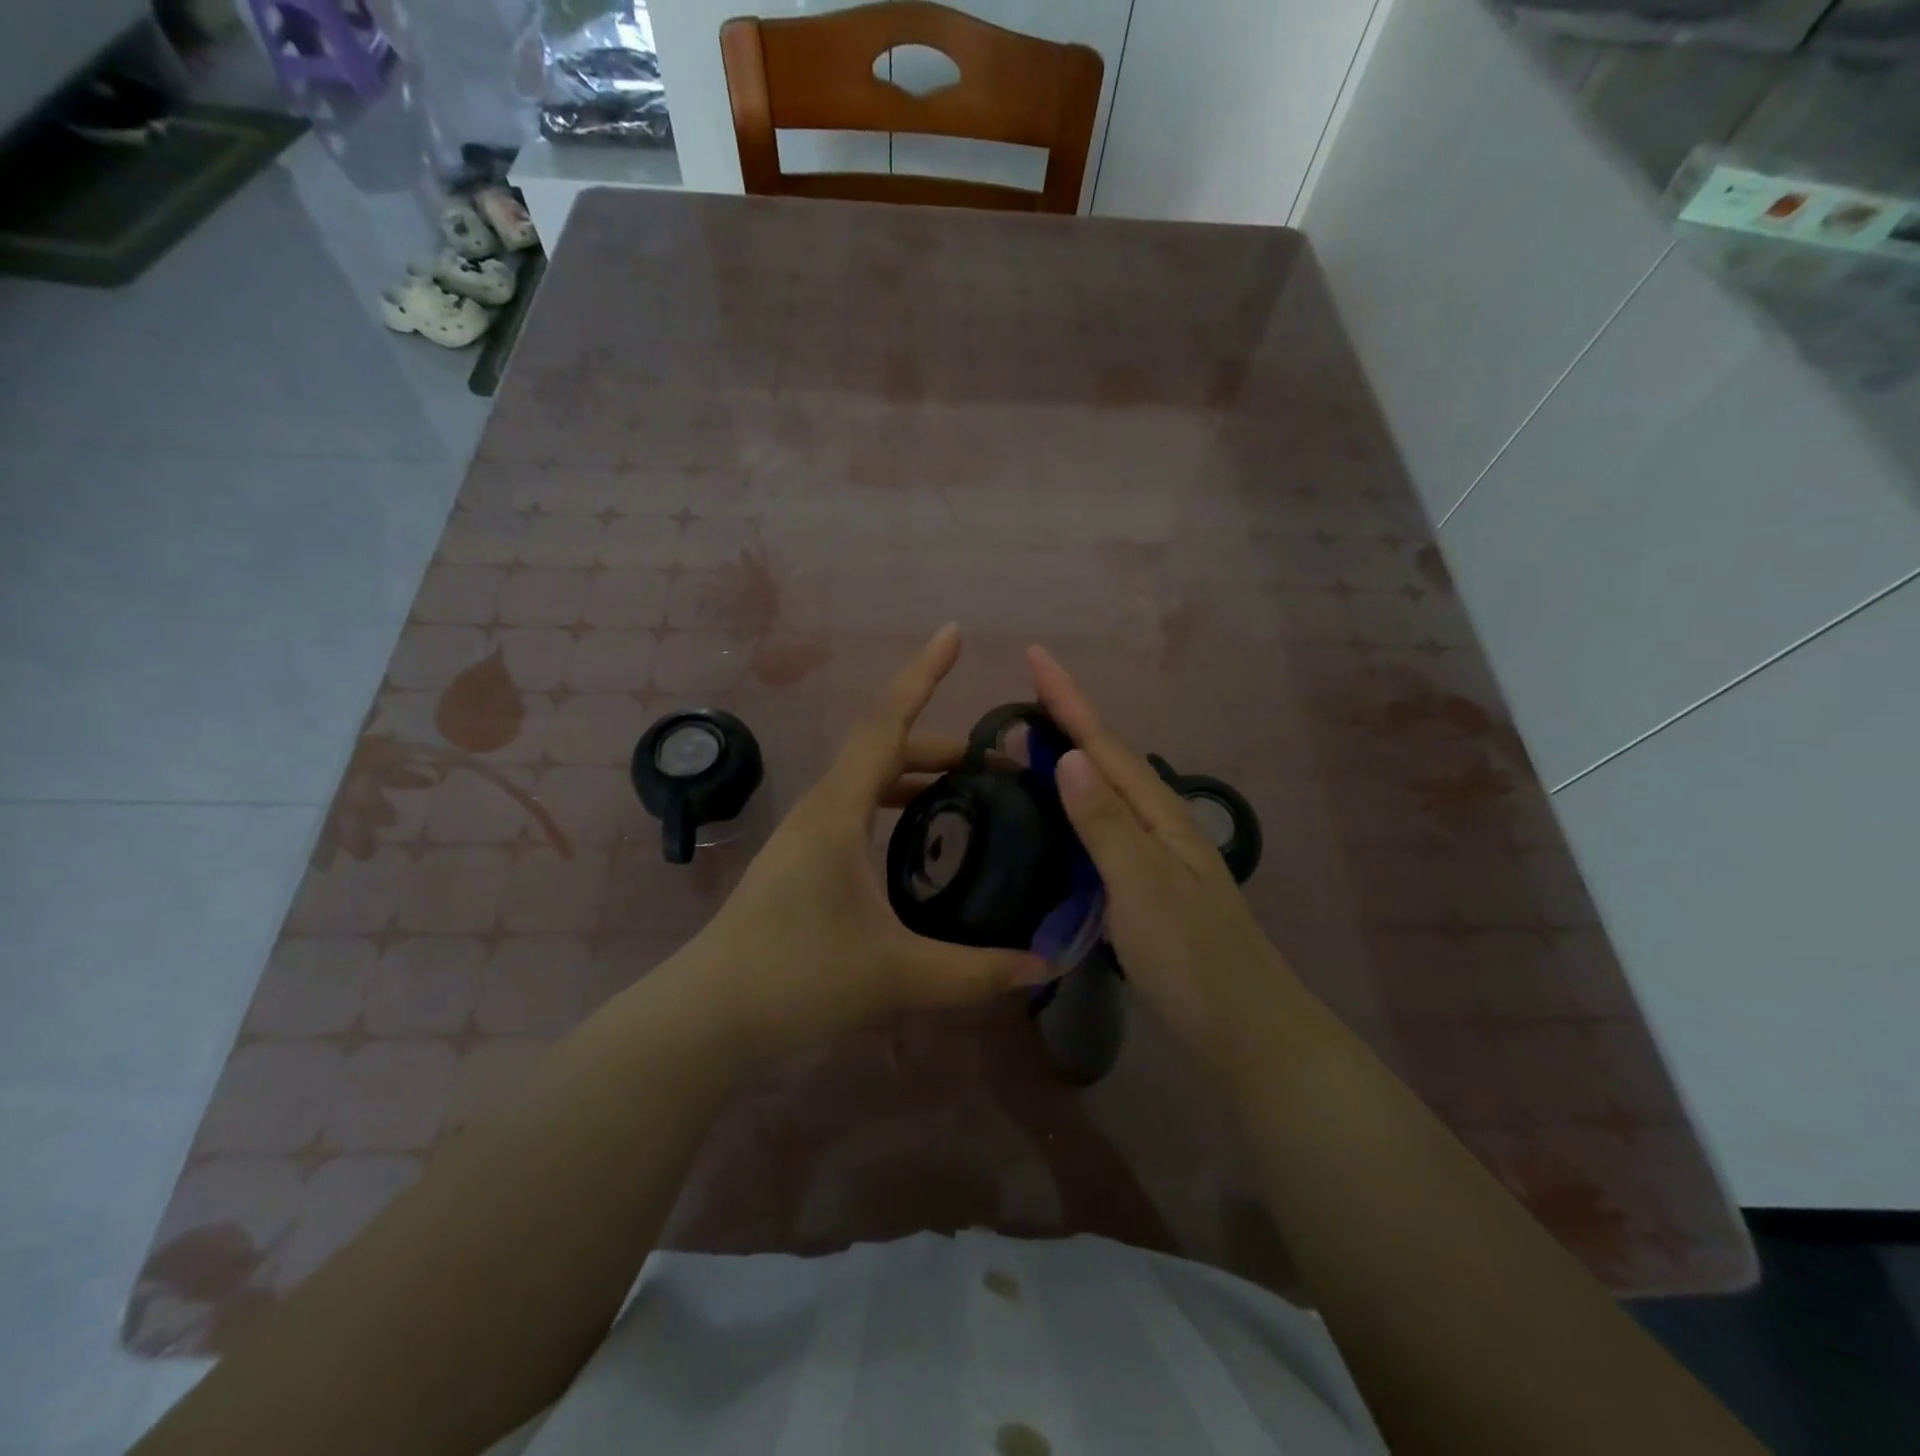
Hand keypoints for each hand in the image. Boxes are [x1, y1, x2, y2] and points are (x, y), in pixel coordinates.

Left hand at [680, 626, 1050, 1067]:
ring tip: (970, 795)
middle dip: (943, 746)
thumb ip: (977, 972)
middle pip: (886, 749)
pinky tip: (920, 839)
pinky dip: (895, 804)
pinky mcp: (802, 858)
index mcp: (839, 810)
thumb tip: (1047, 964)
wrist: (709, 1015)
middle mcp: (821, 807)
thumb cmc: (796, 978)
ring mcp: (807, 832)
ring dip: (919, 776)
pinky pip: (857, 808)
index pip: (887, 722)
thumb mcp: (897, 975)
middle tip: (1000, 766)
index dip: (922, 674)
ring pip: (870, 780)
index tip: (952, 632)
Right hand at [1027, 646, 1311, 1080]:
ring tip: (1029, 744)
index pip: (1104, 744)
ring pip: (1106, 791)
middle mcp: (1159, 823)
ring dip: (1070, 759)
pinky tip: (1059, 815)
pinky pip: (1104, 826)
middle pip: (1107, 759)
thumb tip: (1068, 757)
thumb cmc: (1192, 958)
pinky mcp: (1148, 883)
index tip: (1036, 655)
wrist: (1246, 1029)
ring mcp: (1157, 854)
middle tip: (1021, 696)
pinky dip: (1076, 806)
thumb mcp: (1143, 887)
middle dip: (1067, 720)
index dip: (1068, 699)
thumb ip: (1105, 823)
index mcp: (1158, 814)